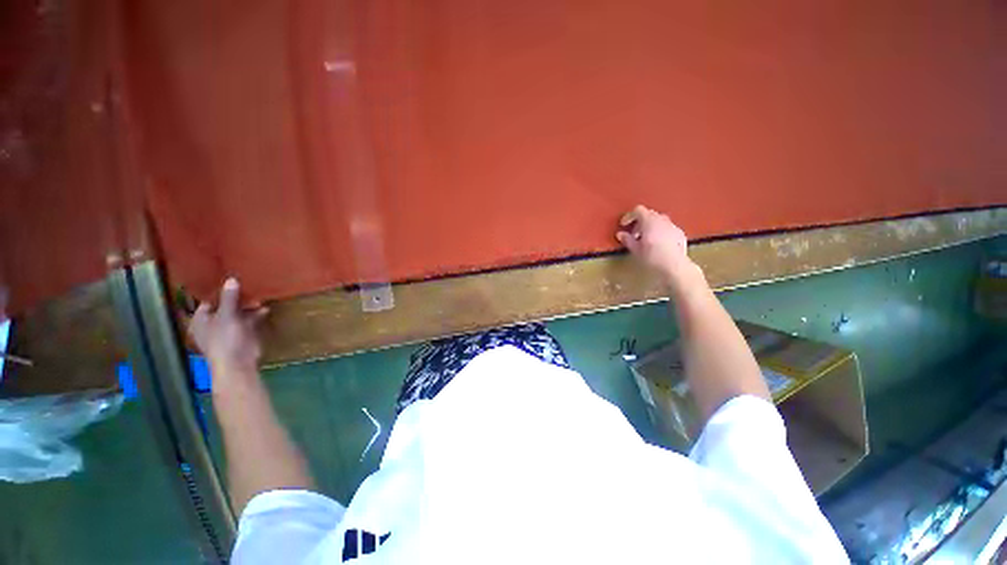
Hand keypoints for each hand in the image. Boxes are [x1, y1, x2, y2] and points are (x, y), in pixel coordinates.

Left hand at [189, 278, 266, 376]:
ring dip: (248, 305)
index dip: (219, 291)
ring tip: (259, 296)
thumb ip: (229, 298)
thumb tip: (231, 279)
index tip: (232, 279)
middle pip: (225, 306)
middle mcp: (213, 323)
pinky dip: (256, 314)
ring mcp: (229, 329)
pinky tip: (265, 308)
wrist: (238, 362)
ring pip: (239, 312)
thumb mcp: (226, 315)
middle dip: (237, 297)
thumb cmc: (224, 339)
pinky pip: (249, 320)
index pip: (209, 300)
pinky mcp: (243, 333)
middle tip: (249, 285)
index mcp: (201, 320)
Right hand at [616, 205, 697, 286]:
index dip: (629, 216)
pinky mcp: (680, 233)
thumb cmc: (652, 257)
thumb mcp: (636, 250)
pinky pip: (666, 228)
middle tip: (634, 235)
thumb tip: (620, 234)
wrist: (675, 266)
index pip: (638, 210)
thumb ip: (627, 240)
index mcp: (649, 221)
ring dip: (650, 227)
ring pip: (658, 220)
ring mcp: (672, 225)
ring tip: (645, 240)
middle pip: (648, 214)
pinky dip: (659, 232)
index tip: (623, 225)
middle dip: (639, 222)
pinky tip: (658, 245)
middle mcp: (662, 219)